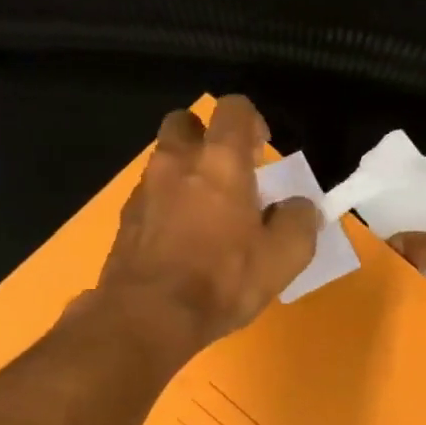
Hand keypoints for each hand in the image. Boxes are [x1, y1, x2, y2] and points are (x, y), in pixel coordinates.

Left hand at [92, 96, 319, 362]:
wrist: (149, 316)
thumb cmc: (222, 281)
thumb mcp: (283, 258)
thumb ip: (300, 222)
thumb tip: (299, 206)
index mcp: (220, 162)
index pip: (234, 108)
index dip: (252, 123)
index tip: (262, 154)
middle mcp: (177, 162)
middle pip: (187, 122)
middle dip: (208, 138)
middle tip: (229, 175)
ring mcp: (145, 189)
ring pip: (165, 160)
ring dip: (186, 173)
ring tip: (207, 214)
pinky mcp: (125, 218)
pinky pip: (151, 195)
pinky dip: (167, 204)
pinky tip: (181, 240)